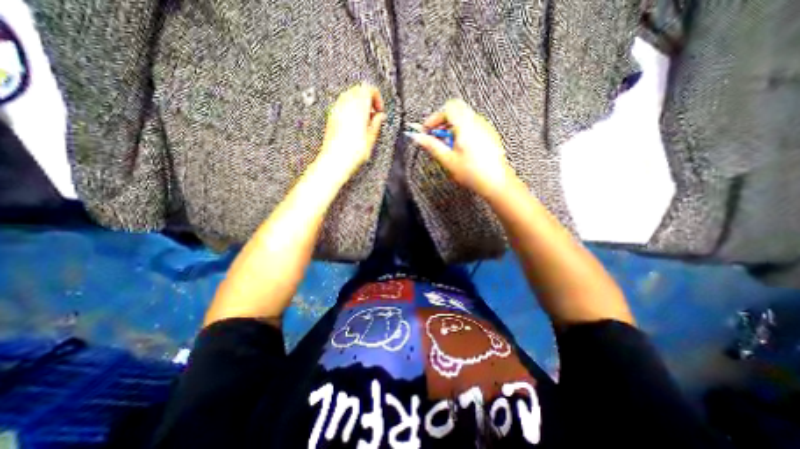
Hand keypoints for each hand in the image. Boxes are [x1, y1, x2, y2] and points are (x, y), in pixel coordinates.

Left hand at [318, 83, 385, 179]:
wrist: (335, 161)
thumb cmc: (352, 153)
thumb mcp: (371, 139)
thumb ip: (376, 124)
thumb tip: (380, 116)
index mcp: (358, 108)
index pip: (368, 89)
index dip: (377, 97)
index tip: (379, 110)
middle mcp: (346, 105)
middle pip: (358, 90)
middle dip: (368, 100)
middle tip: (373, 114)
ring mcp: (337, 110)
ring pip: (349, 96)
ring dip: (359, 104)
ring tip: (364, 120)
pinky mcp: (331, 117)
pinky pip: (342, 105)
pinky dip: (350, 109)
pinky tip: (355, 124)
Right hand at [409, 99, 514, 198]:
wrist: (496, 182)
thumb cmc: (473, 173)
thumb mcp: (448, 159)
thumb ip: (432, 145)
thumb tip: (418, 137)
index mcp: (466, 125)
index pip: (448, 108)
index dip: (434, 118)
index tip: (427, 131)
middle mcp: (477, 122)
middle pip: (456, 111)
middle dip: (442, 123)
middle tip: (435, 138)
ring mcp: (485, 127)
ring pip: (464, 118)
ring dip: (451, 128)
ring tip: (447, 147)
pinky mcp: (489, 135)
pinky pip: (472, 126)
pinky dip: (462, 132)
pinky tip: (460, 149)